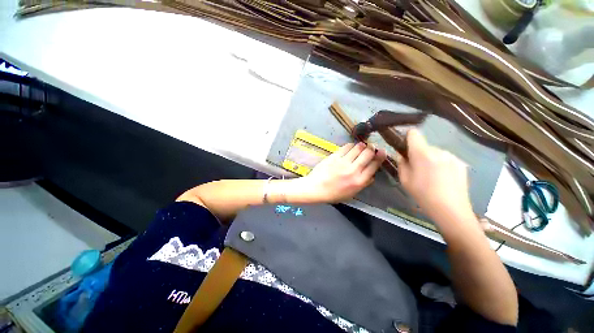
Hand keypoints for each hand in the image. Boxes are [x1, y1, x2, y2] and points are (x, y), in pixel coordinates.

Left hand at [296, 142, 386, 202]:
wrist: (316, 188)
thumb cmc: (333, 194)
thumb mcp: (351, 194)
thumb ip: (363, 184)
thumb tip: (372, 175)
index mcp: (359, 181)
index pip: (374, 165)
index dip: (380, 156)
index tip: (381, 152)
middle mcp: (354, 170)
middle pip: (368, 154)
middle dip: (372, 148)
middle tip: (372, 147)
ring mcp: (343, 162)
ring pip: (358, 148)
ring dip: (362, 145)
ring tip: (362, 146)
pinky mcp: (335, 156)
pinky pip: (346, 147)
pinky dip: (351, 145)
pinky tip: (351, 147)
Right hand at [397, 129, 473, 221]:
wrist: (451, 210)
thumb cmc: (423, 195)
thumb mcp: (404, 180)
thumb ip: (401, 163)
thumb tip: (402, 155)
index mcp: (422, 154)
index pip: (414, 134)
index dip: (407, 137)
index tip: (405, 147)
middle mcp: (438, 151)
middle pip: (424, 146)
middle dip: (418, 154)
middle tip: (417, 169)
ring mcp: (452, 156)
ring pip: (435, 152)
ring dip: (431, 159)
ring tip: (431, 176)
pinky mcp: (461, 163)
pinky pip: (446, 159)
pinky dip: (441, 164)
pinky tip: (443, 179)